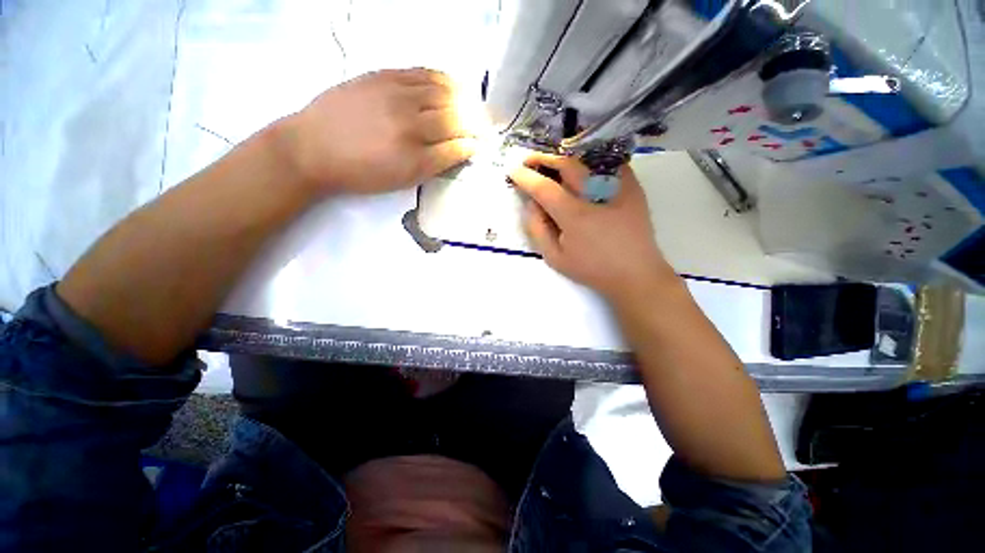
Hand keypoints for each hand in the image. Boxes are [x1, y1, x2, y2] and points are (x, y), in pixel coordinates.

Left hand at [286, 68, 476, 194]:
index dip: (474, 146)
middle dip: (476, 123)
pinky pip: (424, 73)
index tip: (482, 145)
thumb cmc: (360, 173)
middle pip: (456, 119)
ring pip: (444, 93)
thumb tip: (458, 150)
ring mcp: (397, 95)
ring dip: (465, 100)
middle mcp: (410, 125)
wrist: (313, 148)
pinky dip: (444, 80)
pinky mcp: (384, 76)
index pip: (458, 148)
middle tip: (485, 126)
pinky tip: (451, 86)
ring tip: (472, 106)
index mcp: (415, 159)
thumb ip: (433, 166)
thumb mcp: (401, 181)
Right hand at [508, 152, 676, 302]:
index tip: (513, 171)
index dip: (526, 177)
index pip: (544, 187)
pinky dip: (589, 160)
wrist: (635, 273)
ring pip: (586, 159)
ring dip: (563, 157)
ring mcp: (618, 186)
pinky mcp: (632, 186)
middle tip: (528, 160)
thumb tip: (530, 204)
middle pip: (566, 164)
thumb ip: (537, 229)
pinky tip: (579, 168)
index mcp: (575, 214)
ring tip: (550, 163)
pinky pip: (607, 163)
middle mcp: (596, 193)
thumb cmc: (592, 268)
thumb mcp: (555, 257)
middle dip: (543, 159)